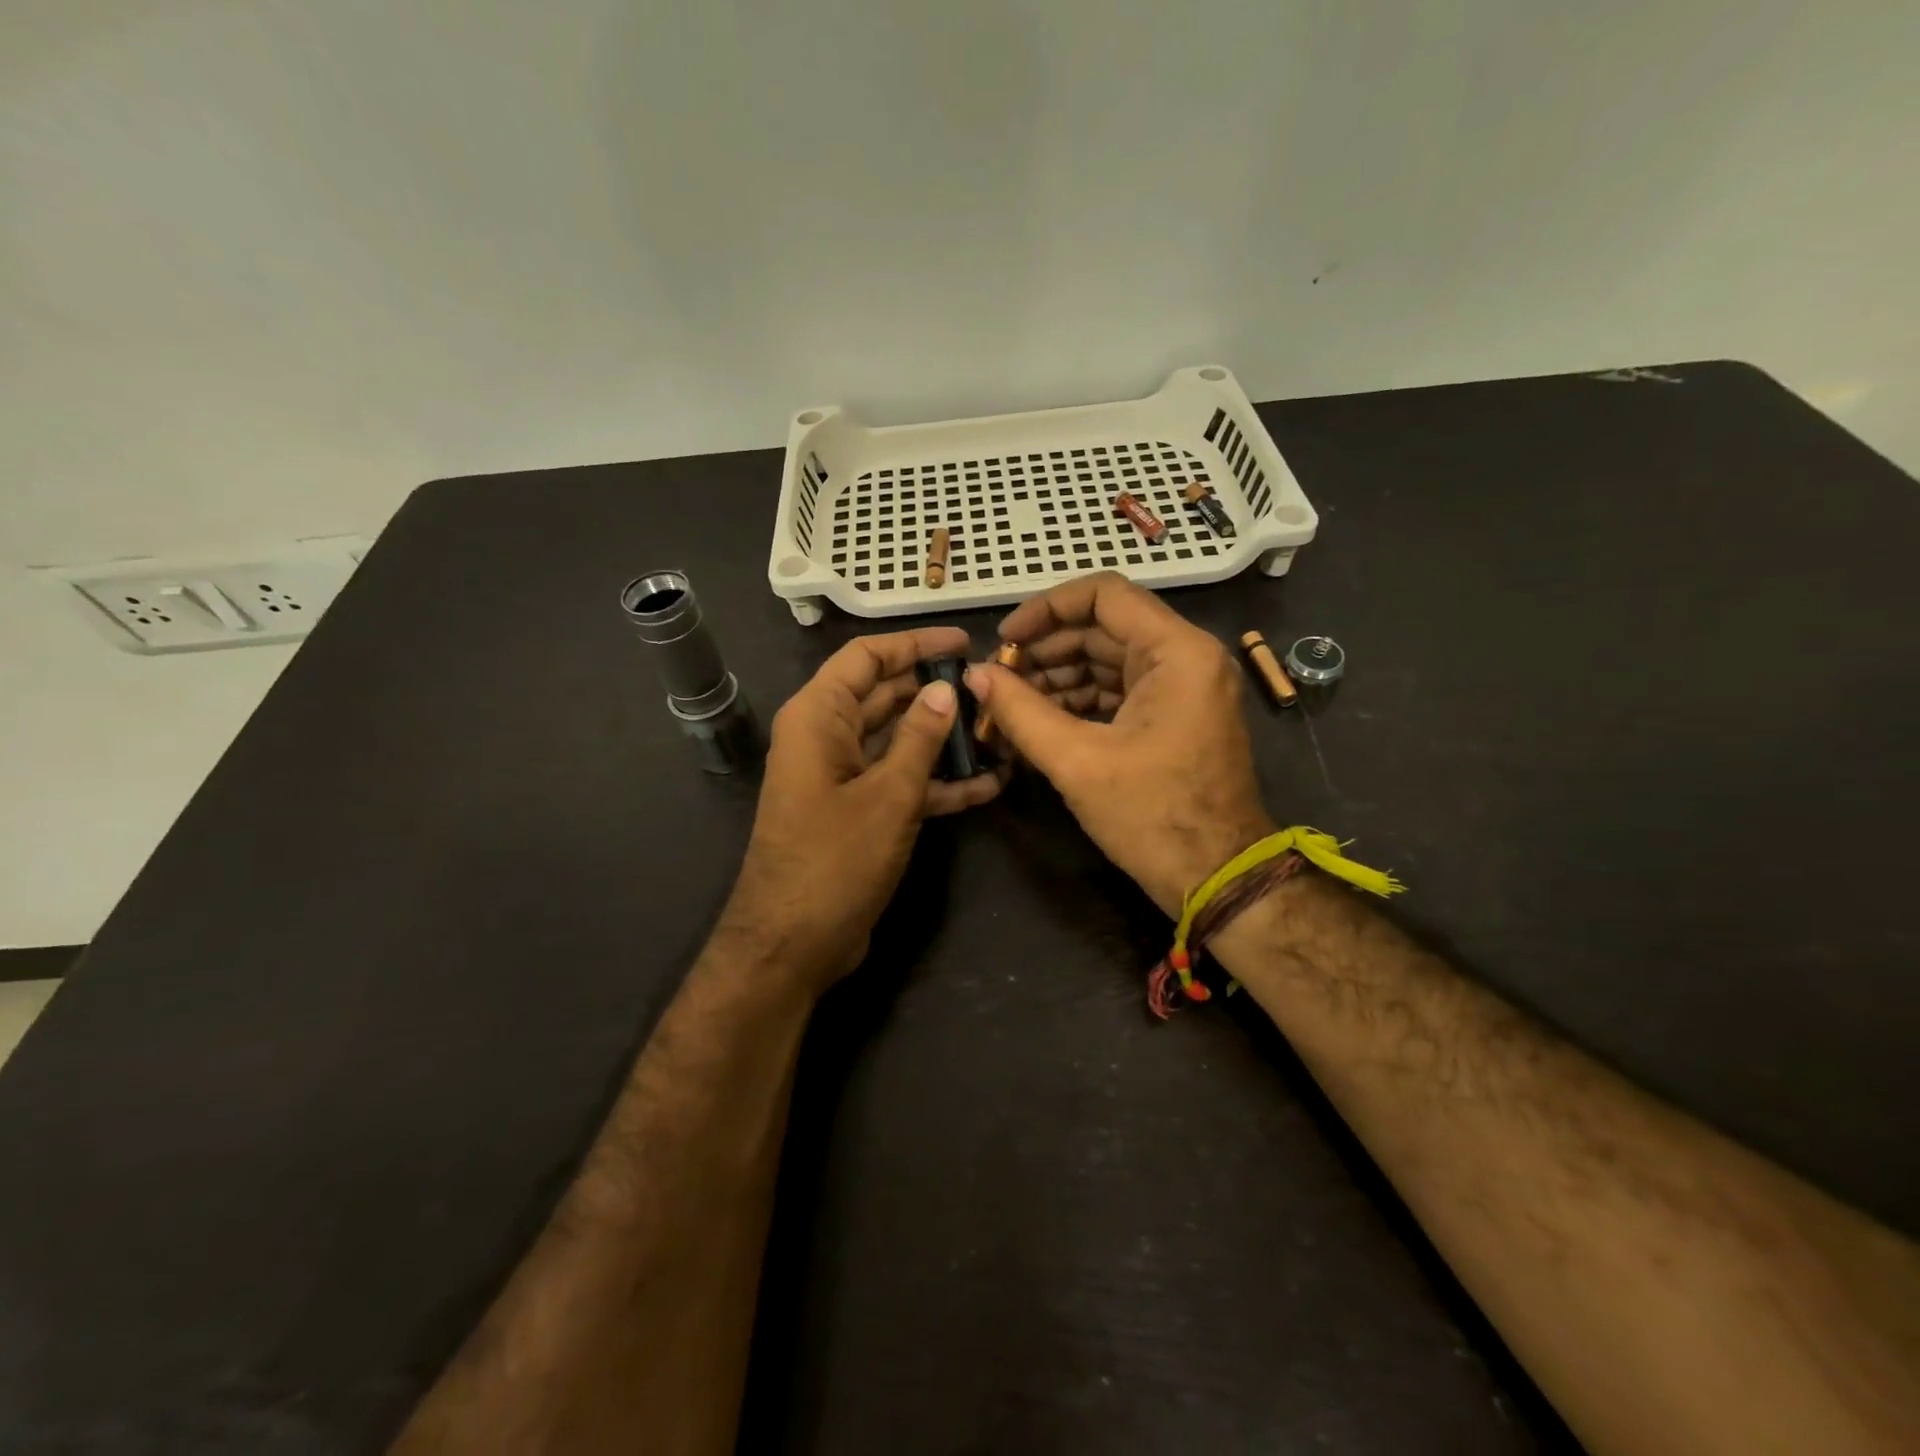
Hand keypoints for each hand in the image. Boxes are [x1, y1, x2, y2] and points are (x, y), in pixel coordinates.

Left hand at [721, 626, 1001, 988]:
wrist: (793, 944)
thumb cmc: (834, 860)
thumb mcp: (888, 795)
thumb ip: (919, 738)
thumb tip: (944, 689)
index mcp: (818, 717)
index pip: (866, 657)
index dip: (915, 644)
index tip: (964, 642)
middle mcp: (826, 737)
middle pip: (884, 696)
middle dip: (935, 692)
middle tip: (991, 688)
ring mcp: (841, 776)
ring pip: (896, 740)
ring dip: (942, 739)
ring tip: (998, 731)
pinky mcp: (856, 811)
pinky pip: (898, 781)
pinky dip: (936, 782)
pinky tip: (987, 784)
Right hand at [966, 573, 1272, 914]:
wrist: (1218, 879)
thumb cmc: (1152, 816)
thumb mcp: (1077, 761)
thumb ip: (1020, 710)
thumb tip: (974, 675)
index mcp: (1176, 651)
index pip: (1103, 595)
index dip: (1046, 609)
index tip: (1004, 639)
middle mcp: (1185, 657)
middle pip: (1102, 629)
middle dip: (1044, 651)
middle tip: (996, 680)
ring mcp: (1182, 688)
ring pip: (1106, 661)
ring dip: (1056, 679)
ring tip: (1007, 706)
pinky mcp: (1174, 716)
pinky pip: (1118, 691)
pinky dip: (1078, 702)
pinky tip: (1036, 723)